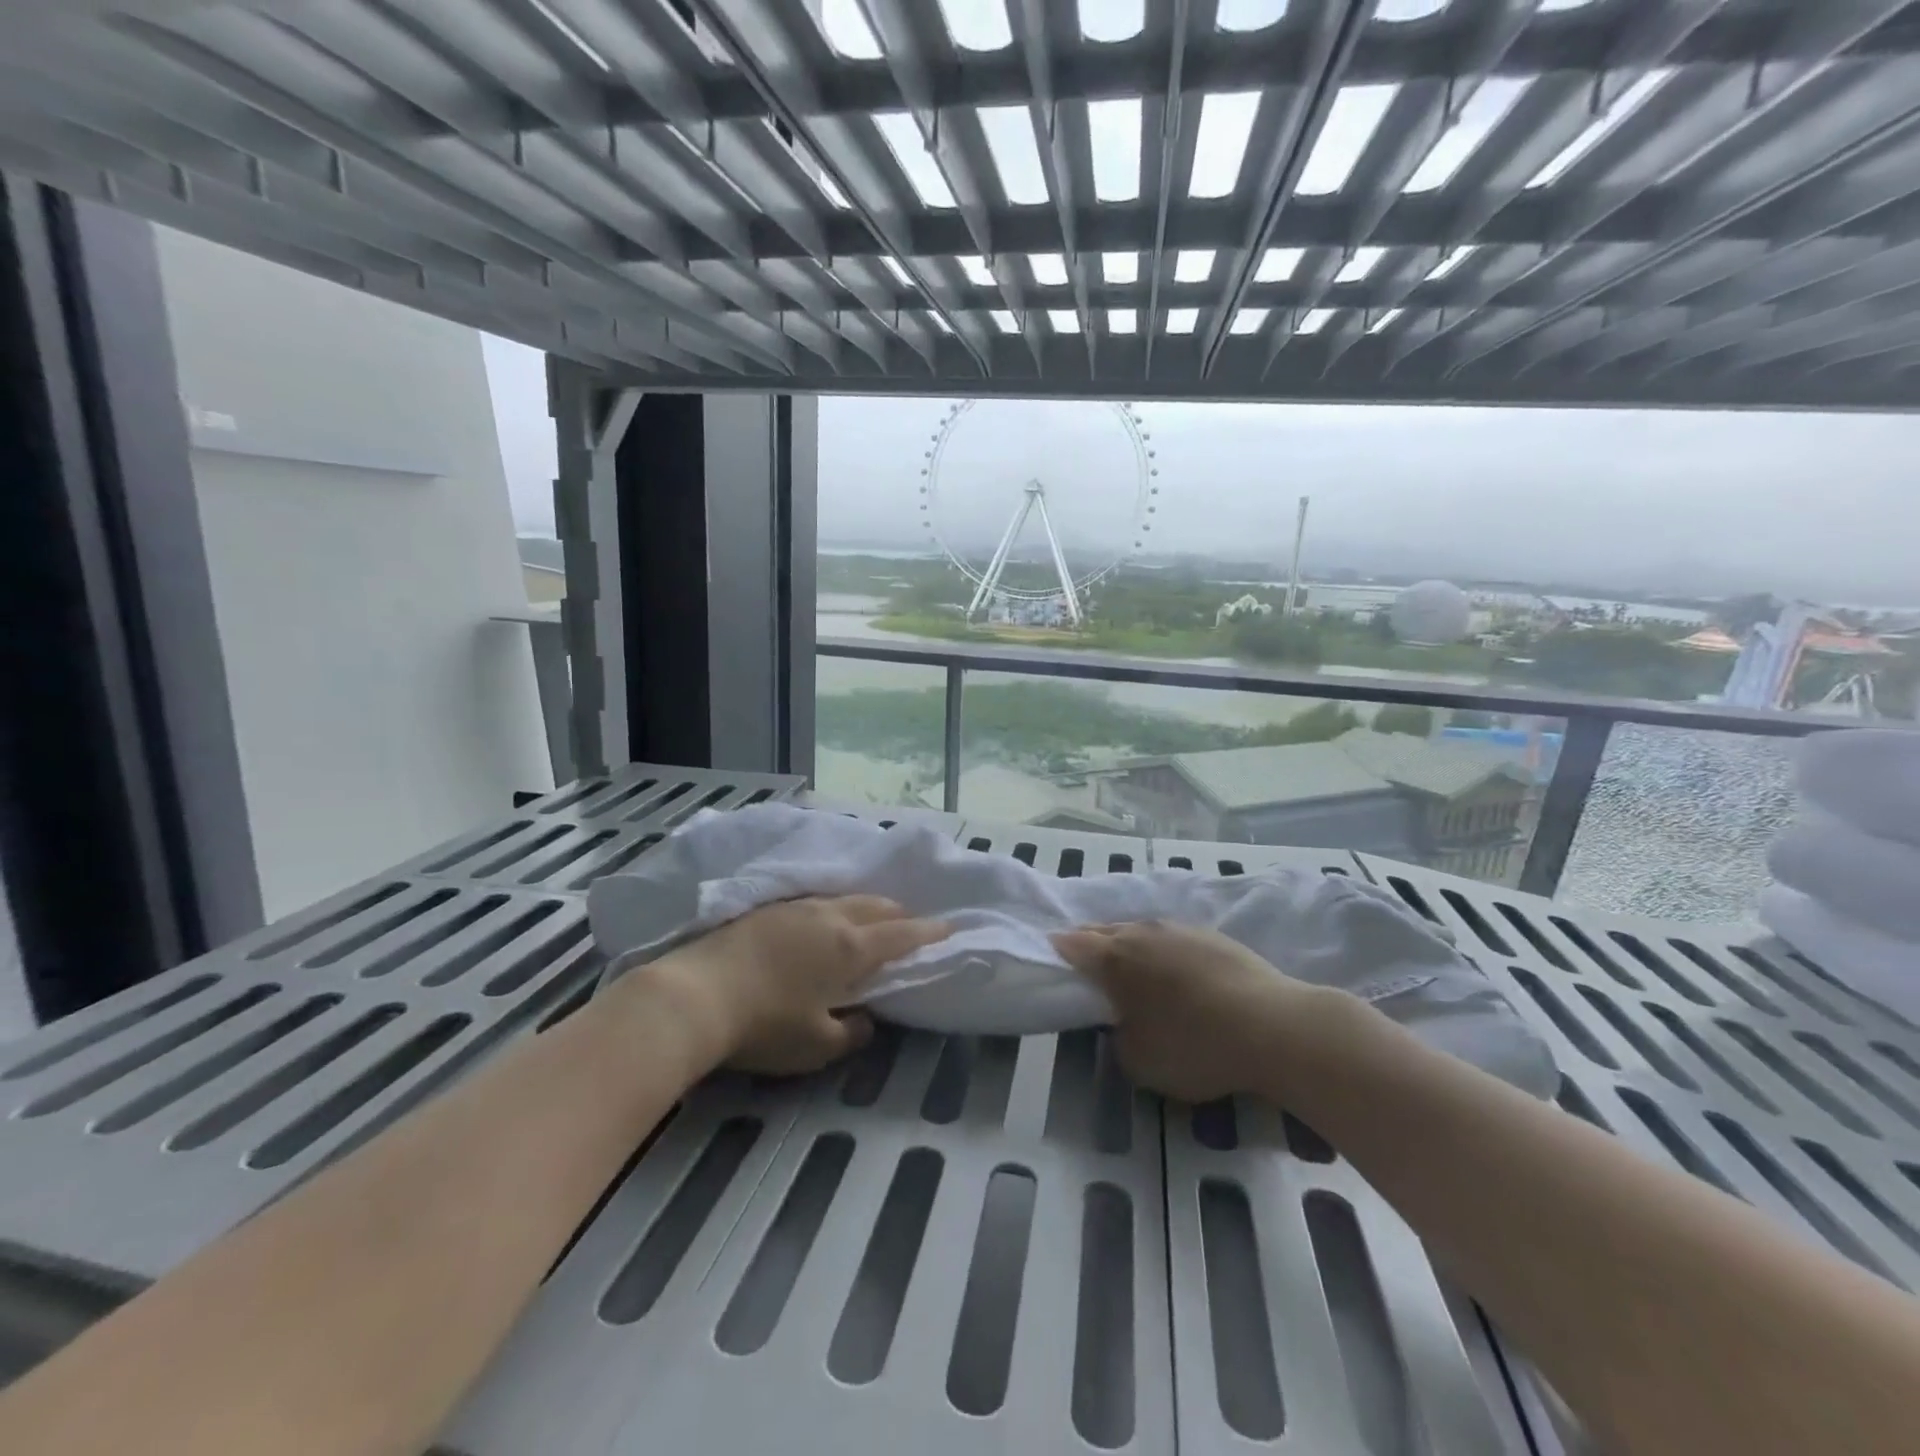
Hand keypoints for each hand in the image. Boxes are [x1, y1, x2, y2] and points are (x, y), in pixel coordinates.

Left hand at [649, 896, 949, 1074]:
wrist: (695, 994)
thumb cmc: (766, 1024)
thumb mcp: (818, 1045)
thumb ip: (851, 1032)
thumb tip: (865, 1020)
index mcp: (851, 947)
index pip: (902, 934)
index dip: (928, 932)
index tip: (949, 927)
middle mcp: (830, 917)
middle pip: (876, 905)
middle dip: (899, 913)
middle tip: (910, 924)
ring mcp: (796, 907)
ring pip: (845, 898)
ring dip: (866, 906)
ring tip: (870, 918)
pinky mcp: (768, 908)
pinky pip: (816, 900)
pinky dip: (834, 907)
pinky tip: (822, 919)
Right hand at [1053, 921, 1325, 1102]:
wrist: (1271, 1026)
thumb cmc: (1194, 1046)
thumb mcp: (1138, 1060)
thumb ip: (1117, 1035)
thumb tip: (1122, 1021)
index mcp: (1115, 958)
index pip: (1073, 945)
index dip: (1058, 951)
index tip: (1051, 958)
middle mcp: (1141, 932)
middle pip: (1104, 930)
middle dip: (1090, 943)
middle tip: (1085, 962)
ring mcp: (1178, 929)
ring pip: (1139, 929)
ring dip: (1127, 943)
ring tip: (1129, 965)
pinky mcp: (1211, 935)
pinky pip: (1170, 936)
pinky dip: (1160, 949)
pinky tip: (1172, 968)